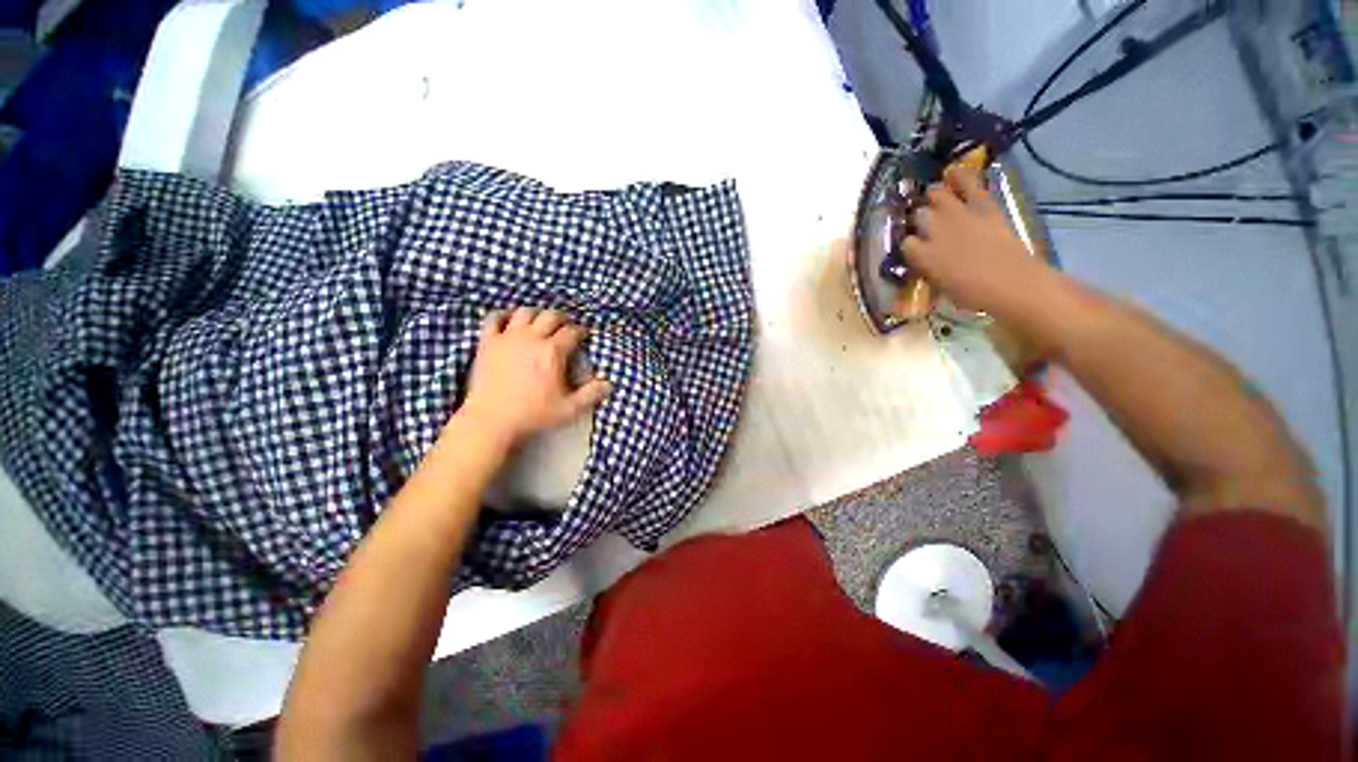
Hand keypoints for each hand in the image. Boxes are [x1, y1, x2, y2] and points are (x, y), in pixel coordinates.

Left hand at [455, 308, 609, 449]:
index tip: (584, 335)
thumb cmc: (532, 415)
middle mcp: (532, 338)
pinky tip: (510, 320)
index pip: (572, 332)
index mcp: (553, 352)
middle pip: (551, 316)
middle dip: (562, 318)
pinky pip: (494, 319)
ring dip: (537, 314)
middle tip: (566, 325)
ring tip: (541, 321)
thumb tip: (609, 385)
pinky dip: (504, 315)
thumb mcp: (569, 409)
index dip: (581, 331)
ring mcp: (507, 338)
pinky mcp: (488, 343)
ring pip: (525, 312)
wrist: (491, 420)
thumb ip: (591, 395)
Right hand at [902, 164, 1052, 313]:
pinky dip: (960, 175)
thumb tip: (926, 261)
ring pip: (937, 197)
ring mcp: (958, 216)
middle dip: (919, 220)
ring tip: (934, 197)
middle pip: (919, 216)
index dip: (910, 245)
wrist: (1012, 282)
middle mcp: (934, 232)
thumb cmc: (973, 294)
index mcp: (922, 256)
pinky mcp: (982, 206)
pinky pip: (969, 184)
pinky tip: (952, 170)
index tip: (916, 250)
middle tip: (924, 225)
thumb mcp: (941, 287)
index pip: (906, 244)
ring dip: (934, 197)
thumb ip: (930, 269)